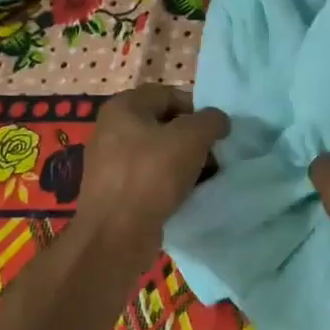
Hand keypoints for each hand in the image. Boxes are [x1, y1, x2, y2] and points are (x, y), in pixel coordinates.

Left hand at [72, 85, 227, 261]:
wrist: (115, 236)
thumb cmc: (151, 175)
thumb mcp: (191, 138)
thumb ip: (210, 121)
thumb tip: (218, 121)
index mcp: (123, 107)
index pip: (168, 94)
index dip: (197, 108)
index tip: (217, 130)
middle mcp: (112, 130)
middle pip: (164, 124)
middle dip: (193, 138)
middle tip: (215, 154)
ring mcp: (110, 162)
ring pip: (158, 153)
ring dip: (184, 162)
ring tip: (206, 177)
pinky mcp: (115, 191)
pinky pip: (150, 178)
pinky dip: (169, 183)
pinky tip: (187, 195)